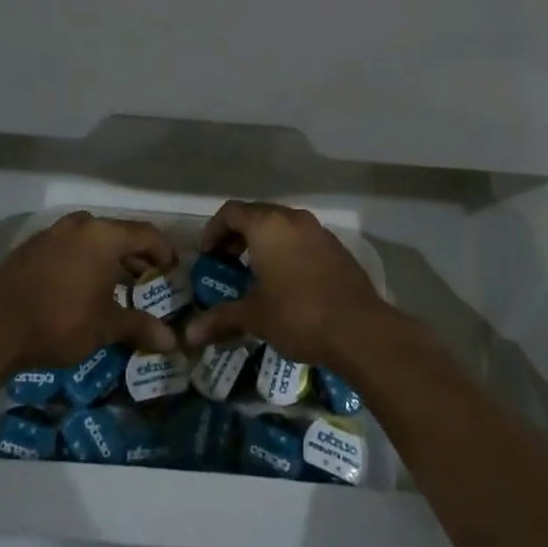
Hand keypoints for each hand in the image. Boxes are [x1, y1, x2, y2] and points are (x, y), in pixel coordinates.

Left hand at [0, 211, 180, 370]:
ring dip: (107, 257)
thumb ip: (140, 327)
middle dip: (136, 256)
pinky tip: (79, 287)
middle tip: (146, 281)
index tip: (171, 273)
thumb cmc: (60, 322)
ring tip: (115, 285)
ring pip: (91, 238)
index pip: (146, 234)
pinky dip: (82, 260)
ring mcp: (51, 233)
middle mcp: (80, 224)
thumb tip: (173, 342)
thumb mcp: (106, 327)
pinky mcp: (30, 247)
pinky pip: (67, 246)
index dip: (164, 252)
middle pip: (118, 233)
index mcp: (103, 235)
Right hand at [183, 200, 391, 366]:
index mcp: (267, 225)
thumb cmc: (298, 315)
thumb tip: (188, 334)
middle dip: (237, 235)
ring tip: (255, 272)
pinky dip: (287, 249)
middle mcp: (292, 219)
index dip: (214, 230)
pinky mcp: (336, 247)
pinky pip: (302, 239)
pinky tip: (286, 280)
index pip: (231, 212)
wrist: (359, 328)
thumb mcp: (254, 317)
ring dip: (264, 242)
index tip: (208, 254)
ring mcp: (318, 231)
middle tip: (226, 262)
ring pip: (282, 225)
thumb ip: (220, 319)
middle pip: (257, 214)